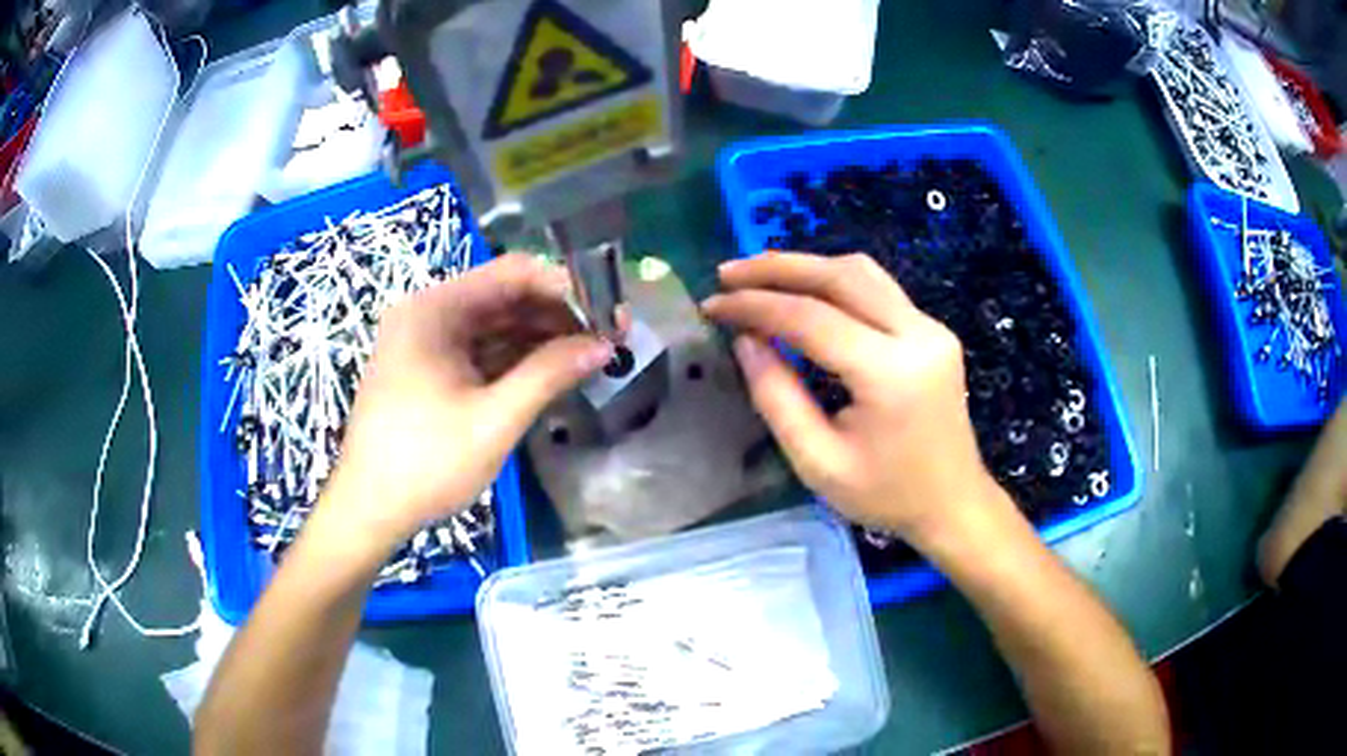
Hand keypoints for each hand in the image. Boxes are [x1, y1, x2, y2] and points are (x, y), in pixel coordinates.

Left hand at [323, 253, 613, 549]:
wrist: (369, 510)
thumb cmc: (426, 463)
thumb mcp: (493, 419)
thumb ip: (550, 374)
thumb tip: (605, 345)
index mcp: (434, 309)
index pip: (512, 274)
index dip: (566, 288)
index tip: (609, 313)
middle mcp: (427, 314)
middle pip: (504, 297)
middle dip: (557, 316)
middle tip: (608, 339)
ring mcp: (425, 343)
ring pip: (494, 326)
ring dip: (540, 339)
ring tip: (589, 357)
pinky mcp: (428, 370)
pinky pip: (479, 351)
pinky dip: (514, 360)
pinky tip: (551, 373)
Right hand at [702, 252, 1001, 543]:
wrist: (953, 504)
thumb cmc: (887, 495)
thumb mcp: (818, 462)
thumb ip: (777, 397)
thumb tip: (745, 340)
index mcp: (891, 373)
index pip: (812, 317)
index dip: (756, 306)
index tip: (712, 305)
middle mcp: (918, 335)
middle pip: (841, 276)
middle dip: (779, 268)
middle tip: (728, 274)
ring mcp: (931, 327)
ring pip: (862, 272)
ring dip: (807, 267)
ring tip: (759, 276)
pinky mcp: (932, 330)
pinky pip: (877, 288)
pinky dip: (834, 281)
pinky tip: (803, 291)